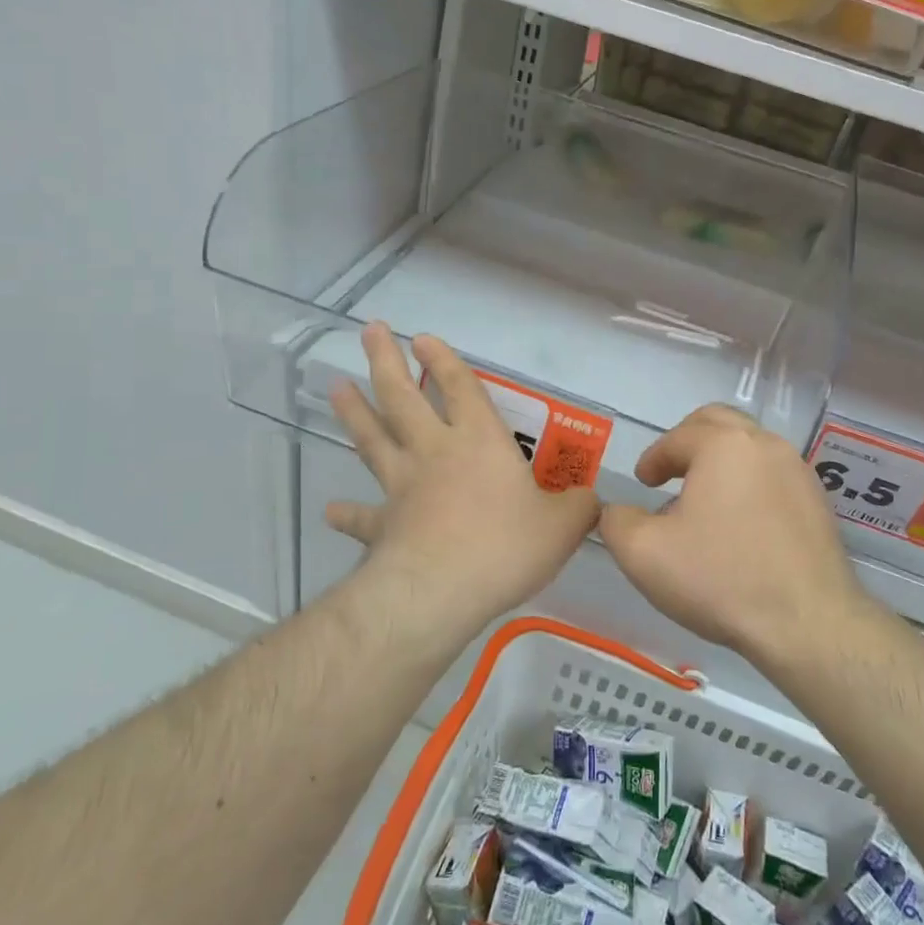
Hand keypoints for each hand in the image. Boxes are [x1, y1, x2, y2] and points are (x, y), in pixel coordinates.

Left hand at [325, 323, 600, 633]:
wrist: (440, 592)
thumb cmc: (505, 547)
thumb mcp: (563, 526)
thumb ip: (580, 507)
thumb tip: (592, 500)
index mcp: (479, 441)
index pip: (459, 387)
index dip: (443, 360)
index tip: (422, 338)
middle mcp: (435, 452)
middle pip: (402, 397)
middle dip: (386, 361)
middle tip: (370, 332)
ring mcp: (402, 486)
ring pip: (373, 439)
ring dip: (355, 413)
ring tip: (337, 387)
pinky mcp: (382, 526)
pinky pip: (362, 516)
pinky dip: (347, 512)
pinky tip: (332, 509)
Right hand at [598, 405, 862, 665]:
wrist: (808, 624)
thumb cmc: (721, 578)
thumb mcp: (644, 554)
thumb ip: (617, 522)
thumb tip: (618, 512)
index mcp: (723, 445)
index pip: (677, 437)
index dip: (653, 458)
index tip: (643, 482)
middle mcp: (765, 444)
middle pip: (719, 423)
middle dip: (689, 442)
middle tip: (671, 471)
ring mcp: (798, 471)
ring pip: (750, 448)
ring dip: (720, 463)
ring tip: (703, 502)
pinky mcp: (818, 502)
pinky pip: (773, 476)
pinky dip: (749, 485)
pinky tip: (739, 525)